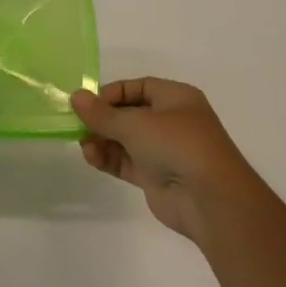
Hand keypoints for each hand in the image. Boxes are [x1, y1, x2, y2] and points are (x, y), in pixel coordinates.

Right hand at [71, 78, 267, 241]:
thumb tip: (75, 97)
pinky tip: (91, 157)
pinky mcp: (155, 177)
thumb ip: (102, 113)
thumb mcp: (135, 123)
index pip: (139, 87)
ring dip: (103, 140)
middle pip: (130, 114)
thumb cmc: (177, 145)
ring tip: (84, 144)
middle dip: (103, 119)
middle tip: (78, 124)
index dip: (112, 93)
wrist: (209, 199)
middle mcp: (171, 122)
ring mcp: (164, 151)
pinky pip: (126, 162)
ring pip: (126, 139)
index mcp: (176, 98)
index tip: (88, 103)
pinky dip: (109, 158)